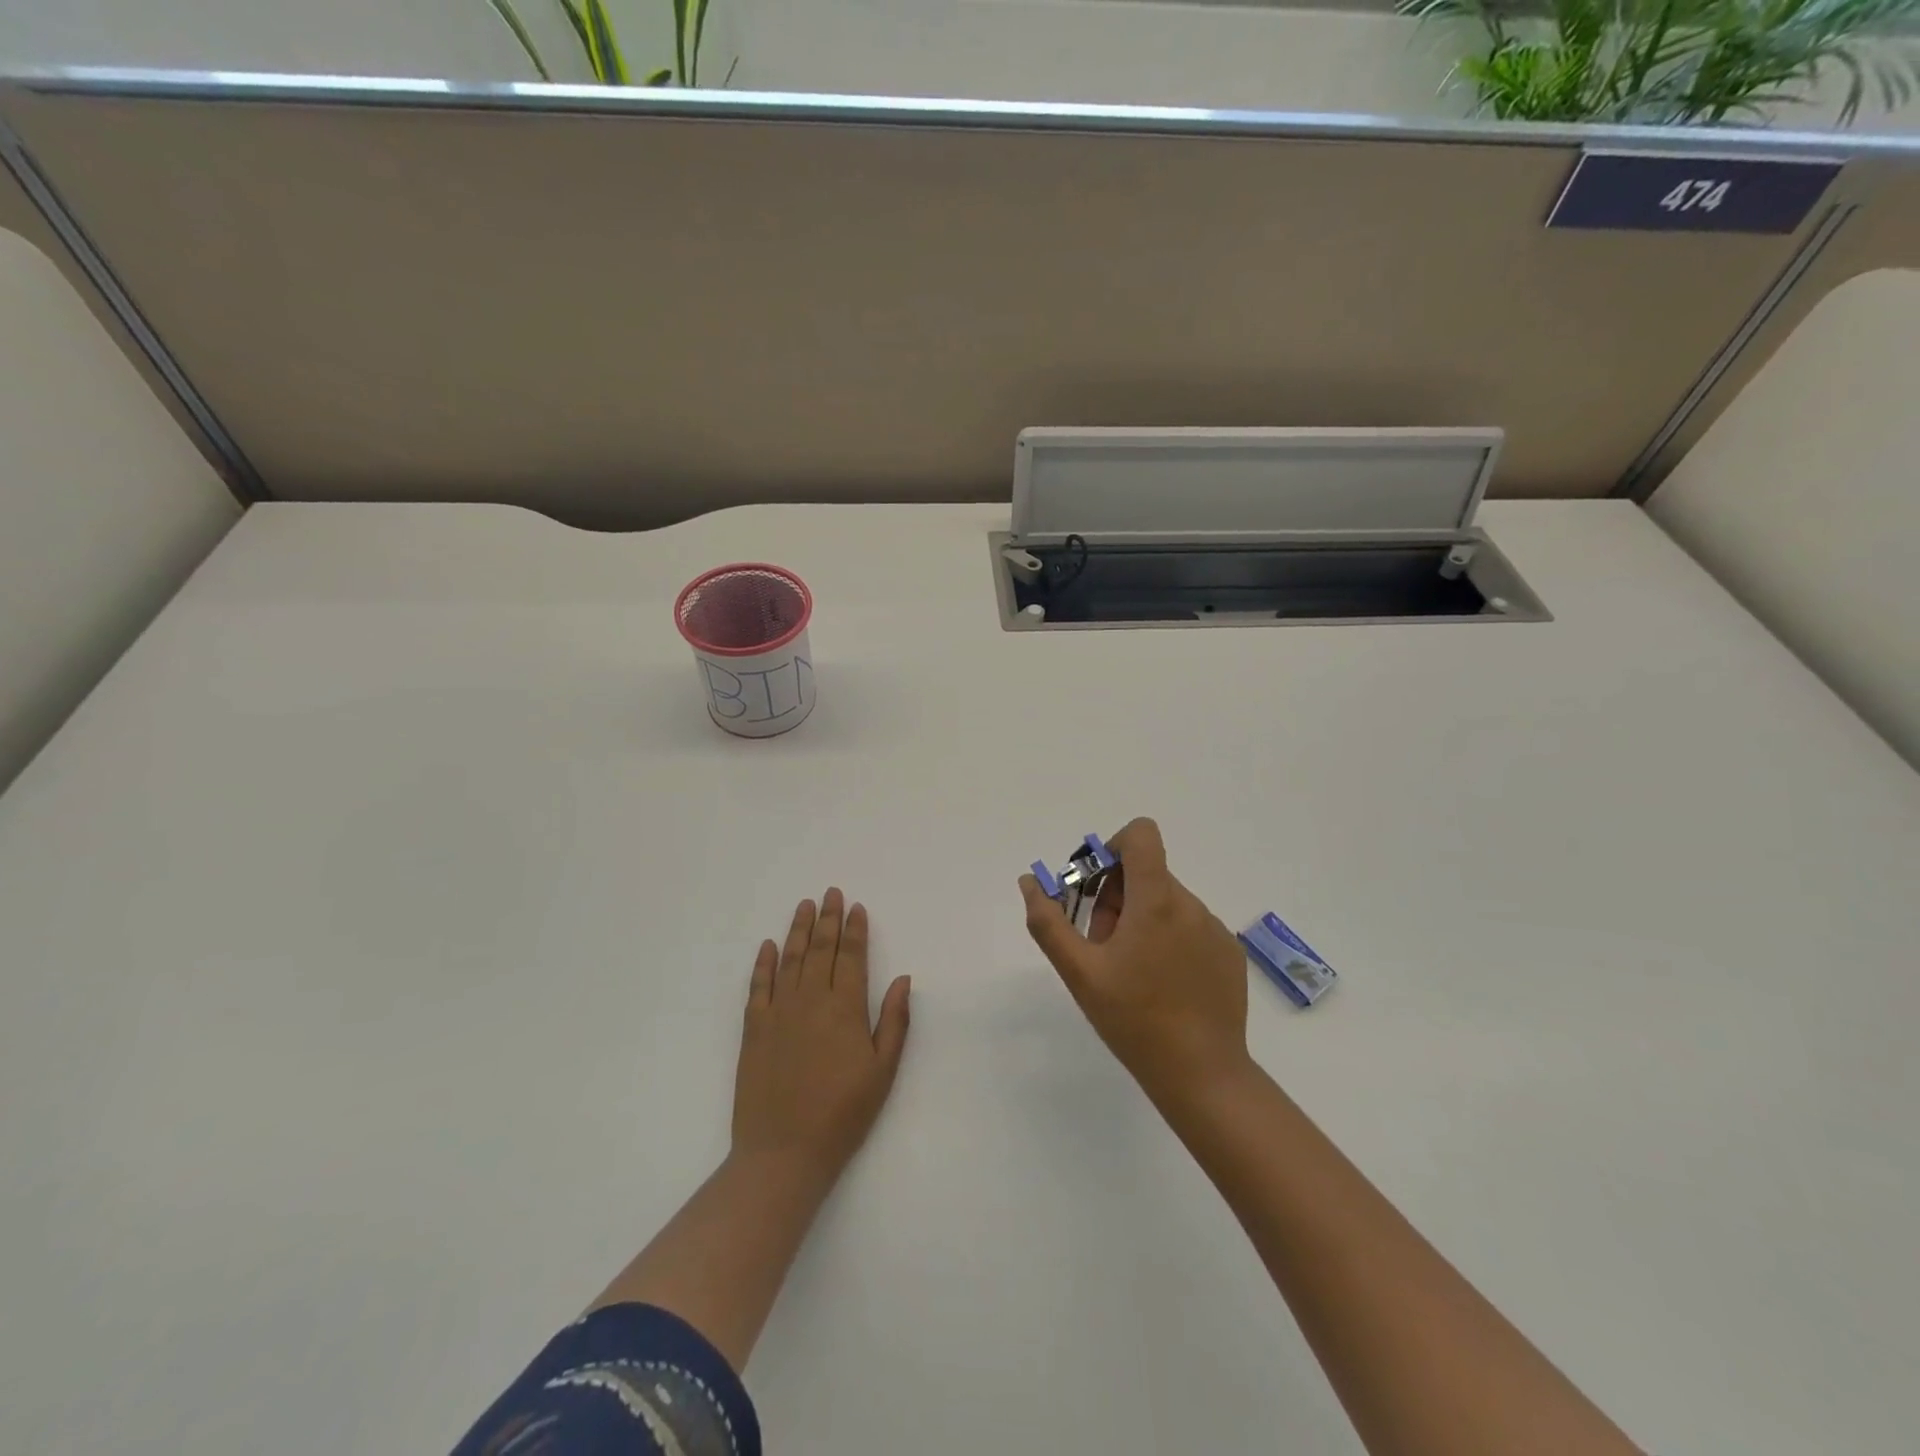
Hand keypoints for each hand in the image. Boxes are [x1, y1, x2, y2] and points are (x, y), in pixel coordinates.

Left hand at [732, 889, 912, 1185]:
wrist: (784, 1152)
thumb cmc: (842, 1114)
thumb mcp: (882, 1072)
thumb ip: (893, 1021)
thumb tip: (902, 978)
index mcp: (844, 1009)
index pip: (851, 957)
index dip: (854, 930)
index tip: (856, 907)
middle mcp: (810, 1001)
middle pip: (820, 950)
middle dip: (828, 919)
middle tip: (831, 893)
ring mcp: (778, 1012)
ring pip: (790, 959)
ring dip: (798, 930)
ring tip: (804, 905)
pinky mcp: (753, 1029)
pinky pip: (758, 986)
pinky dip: (764, 962)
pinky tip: (769, 945)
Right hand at [1020, 818, 1249, 1095]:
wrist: (1202, 1074)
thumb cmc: (1133, 1019)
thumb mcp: (1080, 972)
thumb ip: (1049, 922)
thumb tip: (1029, 881)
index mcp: (1155, 901)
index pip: (1142, 835)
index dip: (1113, 848)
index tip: (1095, 887)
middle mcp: (1190, 904)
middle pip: (1147, 873)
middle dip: (1116, 897)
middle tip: (1102, 945)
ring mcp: (1215, 929)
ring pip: (1167, 901)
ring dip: (1141, 920)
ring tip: (1131, 970)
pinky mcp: (1230, 953)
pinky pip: (1191, 926)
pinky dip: (1169, 938)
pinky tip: (1162, 984)